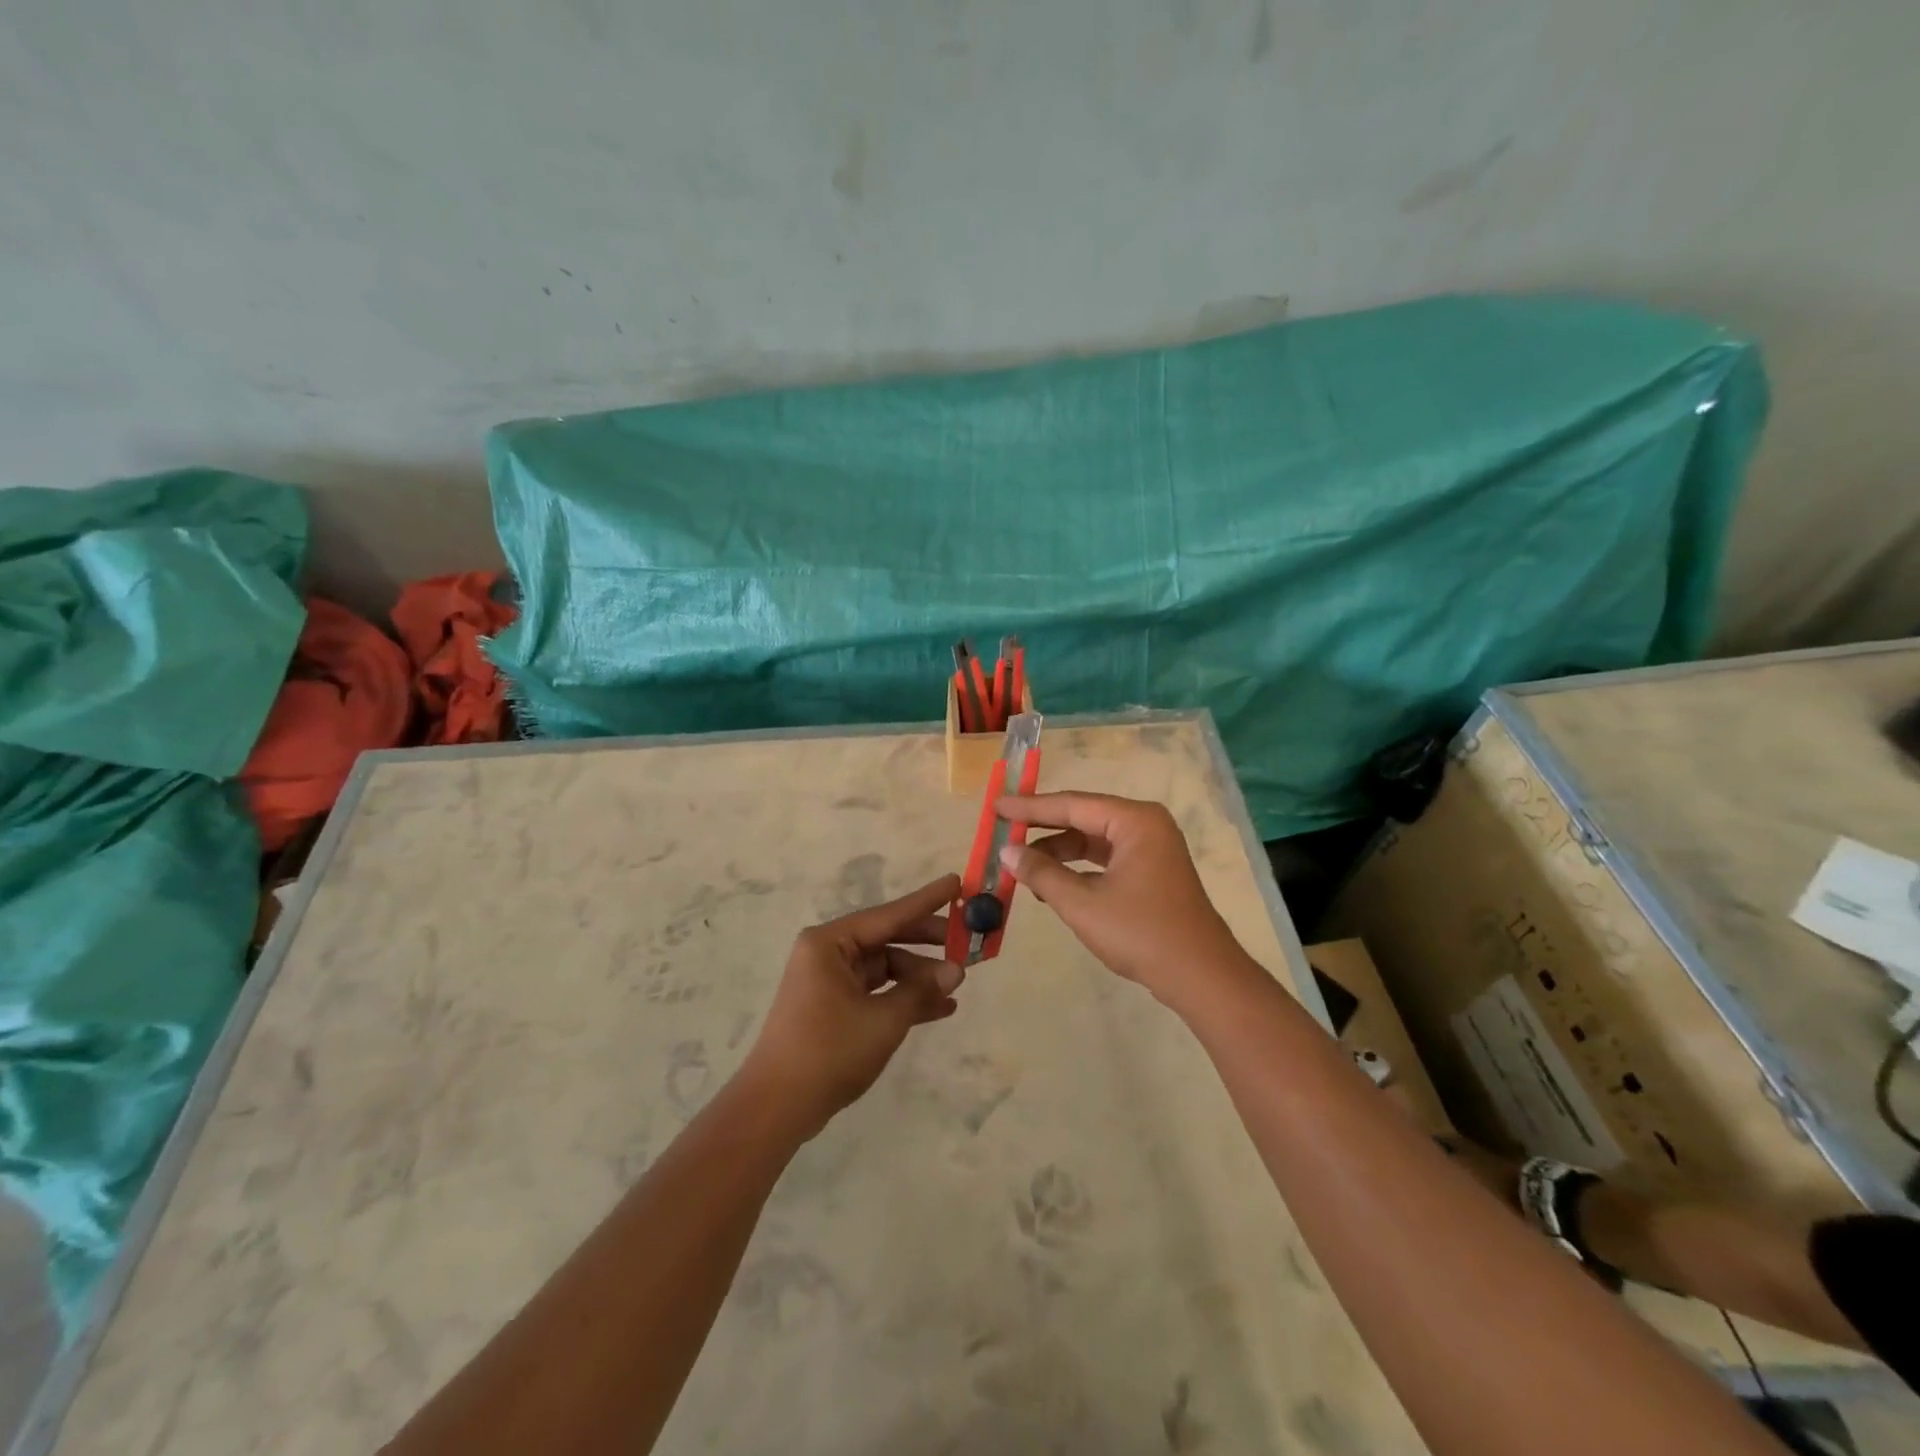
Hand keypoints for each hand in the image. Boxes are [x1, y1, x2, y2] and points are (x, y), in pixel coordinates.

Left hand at [739, 874, 965, 1137]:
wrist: (778, 1107)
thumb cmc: (828, 1051)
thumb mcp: (883, 1020)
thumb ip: (921, 991)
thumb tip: (956, 970)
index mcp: (830, 943)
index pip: (889, 914)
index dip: (926, 900)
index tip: (956, 883)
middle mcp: (828, 953)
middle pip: (887, 938)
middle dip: (927, 943)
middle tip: (965, 940)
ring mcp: (830, 981)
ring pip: (885, 968)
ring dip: (919, 978)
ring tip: (957, 986)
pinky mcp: (834, 1007)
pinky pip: (877, 991)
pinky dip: (904, 998)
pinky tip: (940, 1008)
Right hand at [995, 792, 1251, 1006]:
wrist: (1200, 976)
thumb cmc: (1141, 934)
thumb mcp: (1082, 904)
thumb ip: (1042, 873)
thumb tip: (1008, 852)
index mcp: (1135, 821)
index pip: (1072, 804)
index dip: (1030, 807)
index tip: (996, 806)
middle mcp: (1145, 825)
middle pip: (1082, 817)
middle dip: (1042, 828)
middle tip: (1003, 831)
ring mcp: (1151, 848)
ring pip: (1093, 839)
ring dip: (1058, 852)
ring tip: (1021, 867)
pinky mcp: (1151, 871)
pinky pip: (1105, 857)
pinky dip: (1078, 867)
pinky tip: (1051, 883)